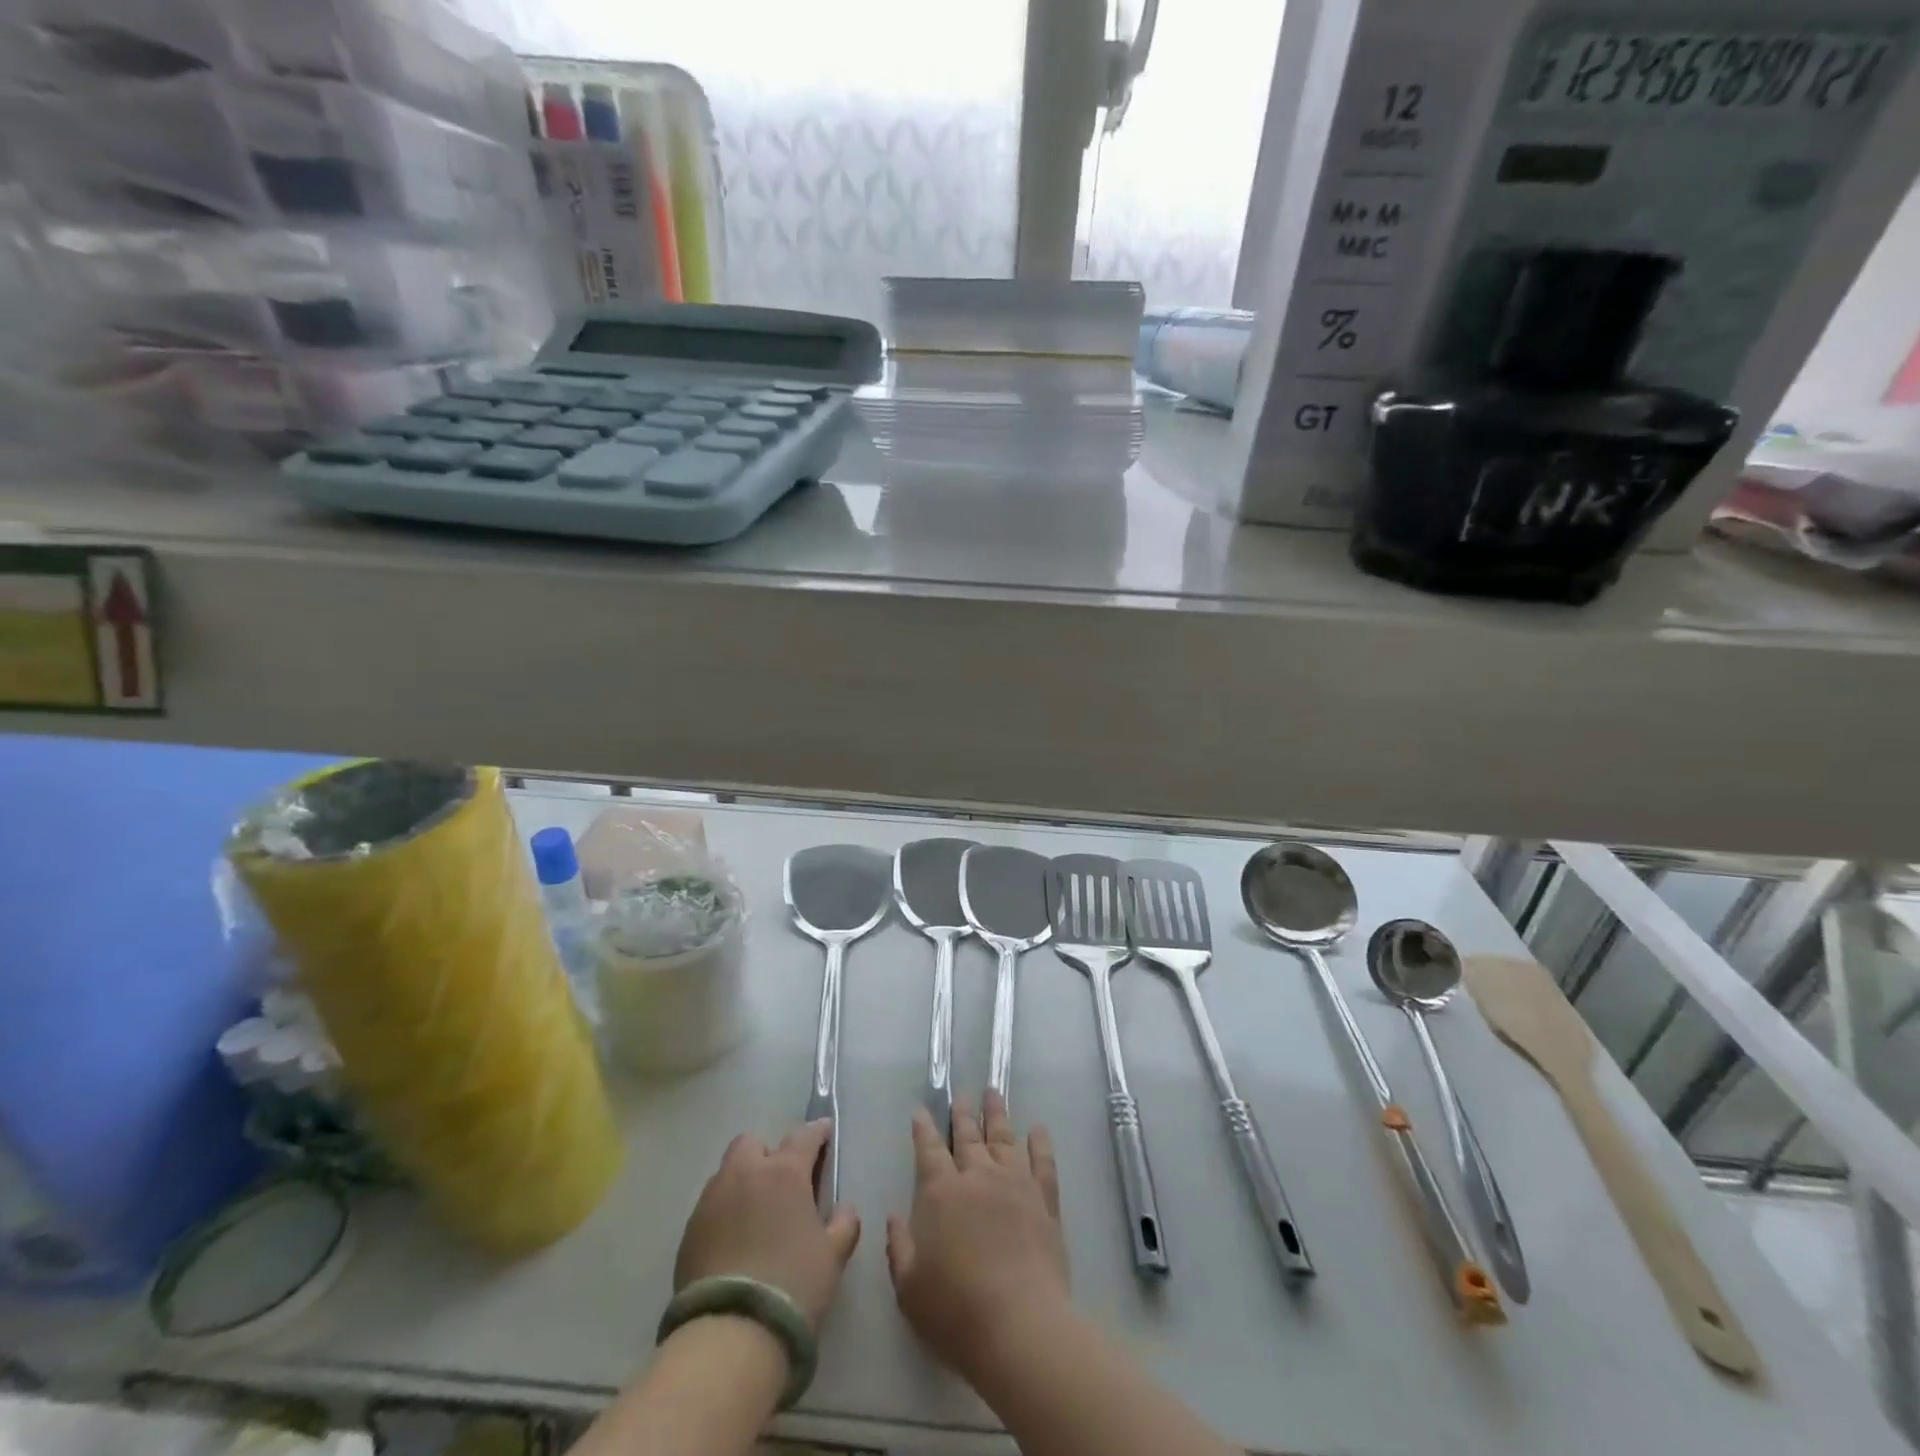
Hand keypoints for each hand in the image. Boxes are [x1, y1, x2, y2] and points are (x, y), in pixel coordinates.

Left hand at [674, 1121, 860, 1329]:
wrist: (732, 1334)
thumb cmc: (793, 1285)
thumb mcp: (833, 1256)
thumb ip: (843, 1224)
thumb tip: (844, 1209)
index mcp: (784, 1172)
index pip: (804, 1136)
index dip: (817, 1132)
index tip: (824, 1133)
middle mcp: (746, 1174)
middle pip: (753, 1143)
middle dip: (767, 1154)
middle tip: (781, 1183)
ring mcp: (712, 1199)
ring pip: (728, 1173)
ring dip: (743, 1183)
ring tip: (754, 1216)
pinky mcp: (689, 1230)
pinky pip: (710, 1206)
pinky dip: (724, 1213)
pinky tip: (733, 1243)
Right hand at [886, 1092, 1068, 1380]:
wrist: (1020, 1327)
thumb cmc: (956, 1311)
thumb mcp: (910, 1288)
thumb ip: (899, 1247)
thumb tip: (893, 1217)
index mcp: (941, 1193)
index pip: (929, 1149)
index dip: (923, 1128)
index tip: (921, 1110)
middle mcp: (978, 1177)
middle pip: (968, 1136)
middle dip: (961, 1114)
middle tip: (960, 1096)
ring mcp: (1015, 1184)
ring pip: (1004, 1138)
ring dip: (997, 1114)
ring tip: (993, 1092)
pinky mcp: (1045, 1200)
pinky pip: (1043, 1162)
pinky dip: (1040, 1143)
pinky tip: (1038, 1129)